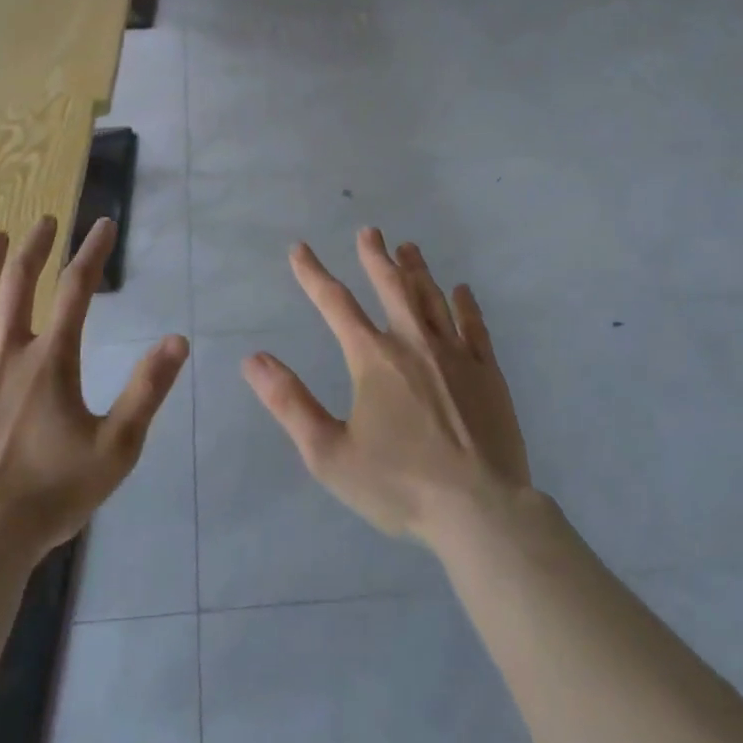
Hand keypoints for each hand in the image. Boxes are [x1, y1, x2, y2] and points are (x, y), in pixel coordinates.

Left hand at [0, 216, 188, 553]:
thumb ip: (146, 390)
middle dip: (36, 246)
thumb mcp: (116, 448)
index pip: (77, 290)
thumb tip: (178, 339)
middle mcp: (6, 351)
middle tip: (47, 222)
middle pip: (20, 283)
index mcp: (50, 361)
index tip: (103, 225)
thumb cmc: (52, 494)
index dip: (92, 253)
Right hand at [243, 227, 530, 545]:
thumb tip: (253, 359)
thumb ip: (290, 403)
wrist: (481, 512)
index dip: (313, 274)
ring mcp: (456, 355)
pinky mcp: (489, 373)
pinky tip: (461, 290)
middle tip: (369, 231)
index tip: (300, 250)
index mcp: (373, 358)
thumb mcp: (329, 453)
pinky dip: (465, 304)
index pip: (335, 303)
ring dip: (417, 270)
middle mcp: (414, 343)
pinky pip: (475, 326)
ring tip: (408, 247)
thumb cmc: (399, 485)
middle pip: (392, 286)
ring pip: (433, 298)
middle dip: (376, 256)